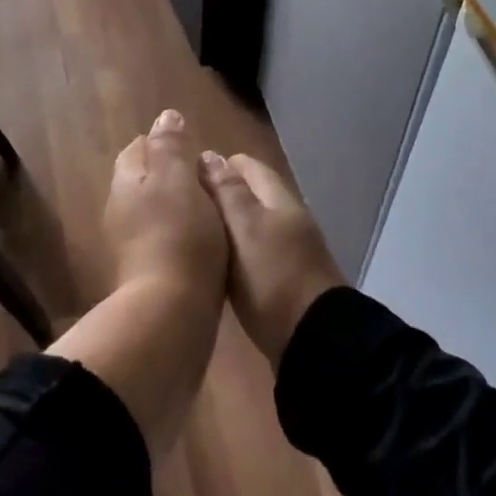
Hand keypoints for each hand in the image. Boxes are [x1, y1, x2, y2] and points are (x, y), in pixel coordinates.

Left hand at [101, 110, 228, 302]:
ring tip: (210, 207)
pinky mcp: (145, 271)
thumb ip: (170, 146)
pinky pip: (163, 238)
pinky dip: (180, 232)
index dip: (164, 142)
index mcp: (125, 182)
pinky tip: (203, 240)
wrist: (170, 311)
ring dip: (176, 204)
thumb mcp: (176, 179)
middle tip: (205, 177)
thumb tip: (166, 116)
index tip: (192, 147)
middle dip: (170, 173)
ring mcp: (129, 243)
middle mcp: (120, 209)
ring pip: (153, 209)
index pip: (138, 149)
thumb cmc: (178, 234)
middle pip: (143, 179)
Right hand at [196, 152, 345, 367]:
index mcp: (279, 198)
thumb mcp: (244, 227)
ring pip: (251, 225)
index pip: (247, 165)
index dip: (217, 166)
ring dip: (226, 225)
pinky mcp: (285, 280)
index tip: (185, 178)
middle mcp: (287, 218)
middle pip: (250, 194)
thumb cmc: (273, 276)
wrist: (313, 340)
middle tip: (182, 208)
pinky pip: (254, 253)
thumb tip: (209, 155)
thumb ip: (227, 191)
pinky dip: (234, 252)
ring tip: (191, 235)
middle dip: (219, 196)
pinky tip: (214, 264)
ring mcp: (290, 251)